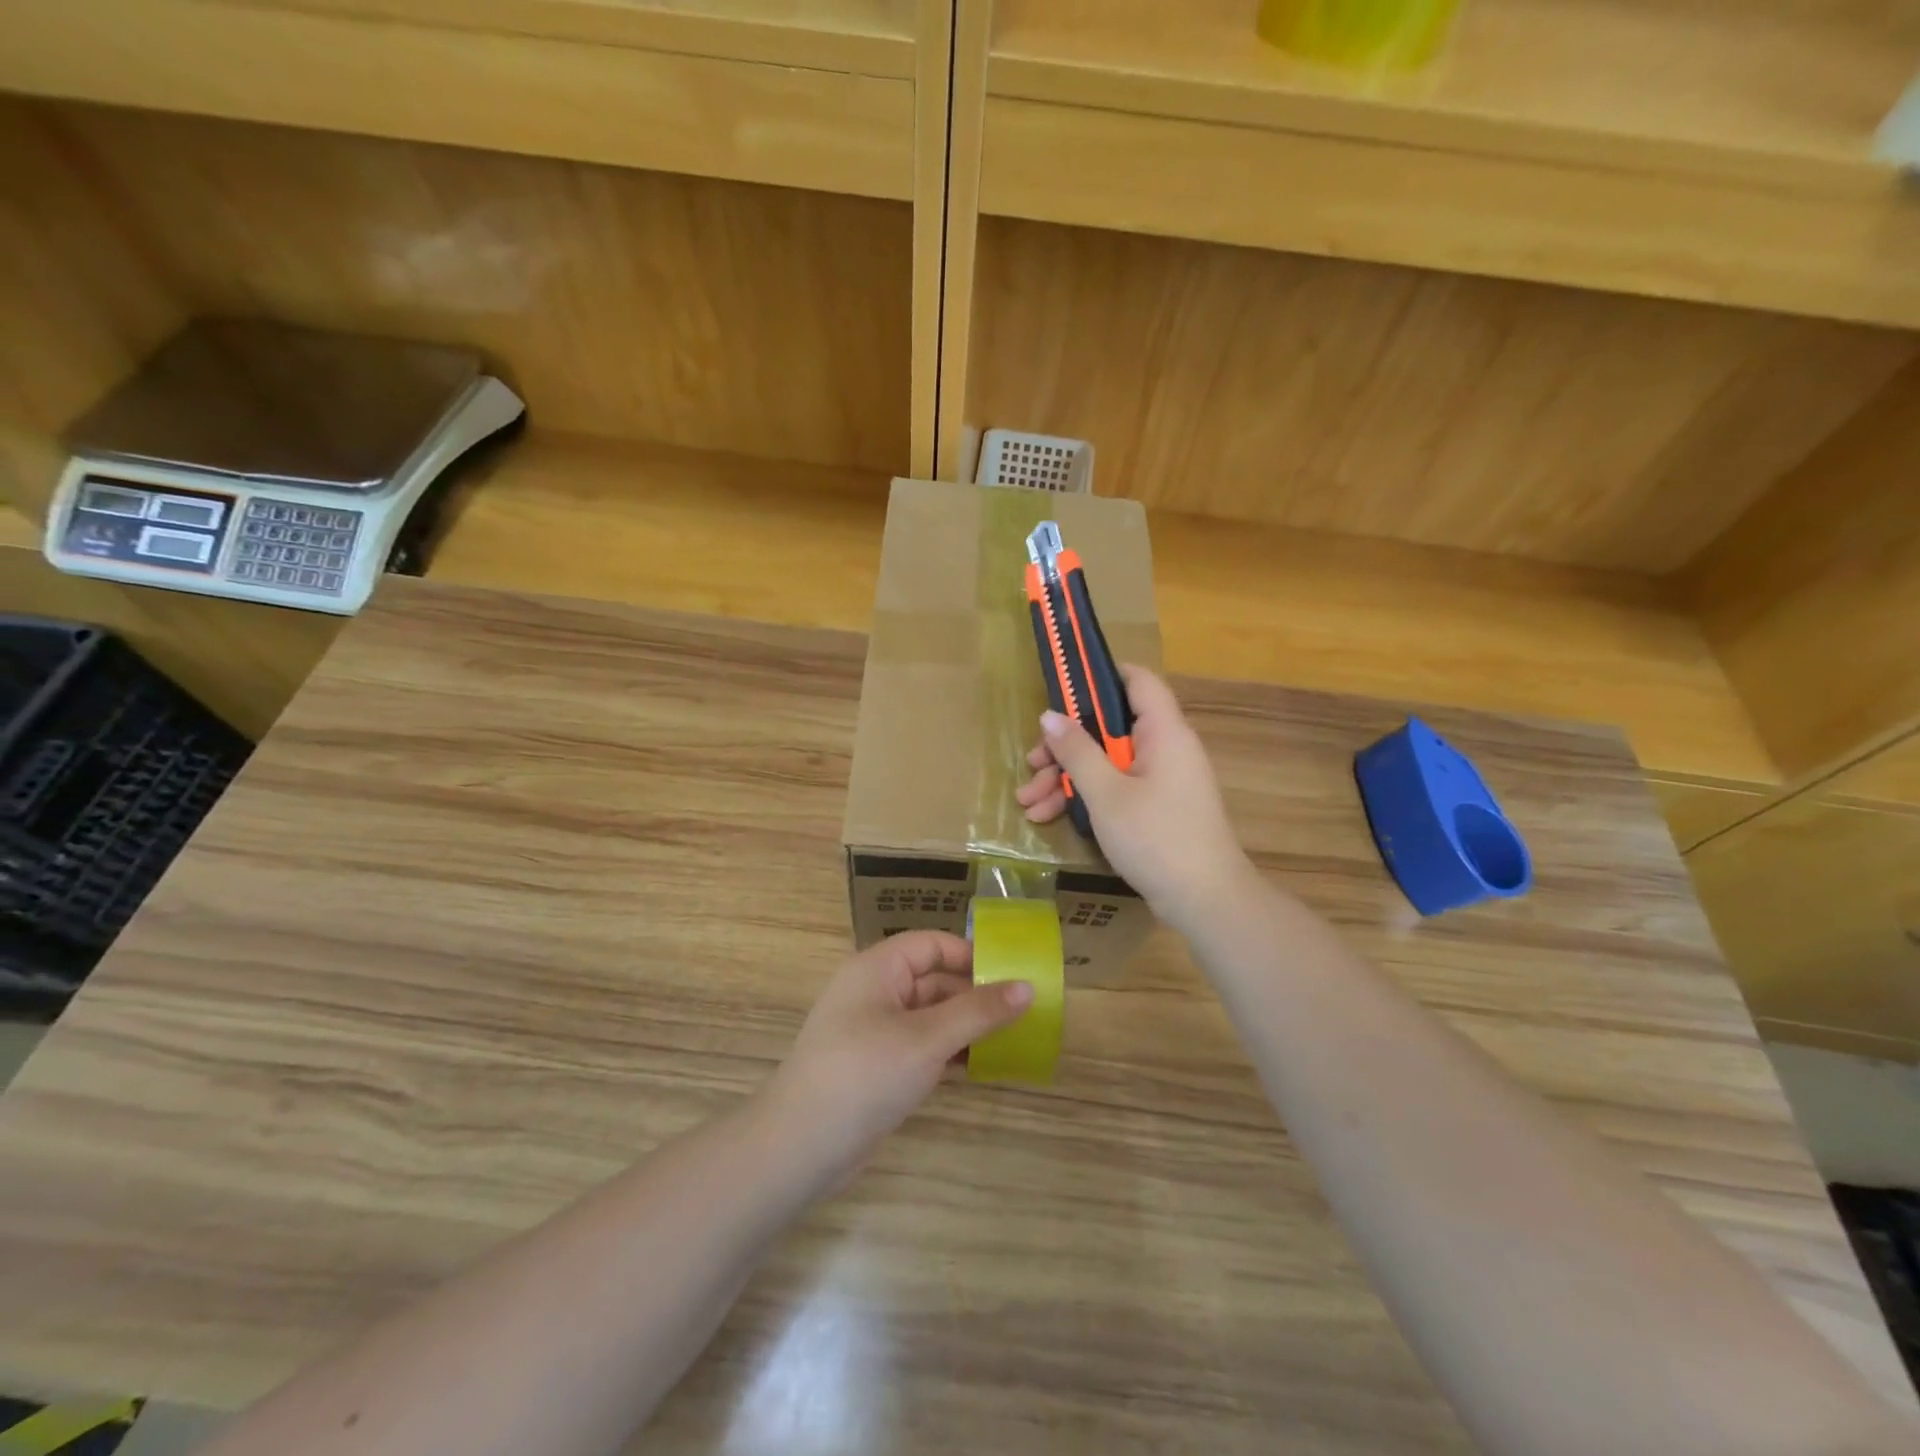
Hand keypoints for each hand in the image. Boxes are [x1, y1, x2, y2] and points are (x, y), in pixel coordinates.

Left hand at [766, 931, 1033, 1182]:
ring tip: (1012, 1040)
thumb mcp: (928, 1039)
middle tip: (1023, 1012)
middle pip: (933, 980)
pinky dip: (948, 1052)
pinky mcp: (876, 1066)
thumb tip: (1028, 986)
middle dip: (975, 995)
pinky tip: (980, 1067)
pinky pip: (920, 1046)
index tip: (1013, 974)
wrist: (800, 1147)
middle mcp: (875, 992)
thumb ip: (979, 1012)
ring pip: (930, 1016)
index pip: (932, 945)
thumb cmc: (865, 1074)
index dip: (971, 955)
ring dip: (966, 1026)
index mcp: (878, 969)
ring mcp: (874, 1031)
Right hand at [1015, 664, 1253, 930]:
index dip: (1100, 675)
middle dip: (1066, 745)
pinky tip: (1048, 817)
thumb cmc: (1156, 838)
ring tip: (1028, 801)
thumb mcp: (1106, 794)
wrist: (1205, 901)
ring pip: (1107, 762)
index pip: (1137, 681)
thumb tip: (1049, 715)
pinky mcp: (1156, 807)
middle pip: (1110, 728)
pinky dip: (1086, 798)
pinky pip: (1116, 788)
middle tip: (1032, 763)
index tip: (1062, 685)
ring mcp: (1161, 780)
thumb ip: (1077, 751)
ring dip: (1067, 778)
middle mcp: (1165, 748)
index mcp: (1163, 732)